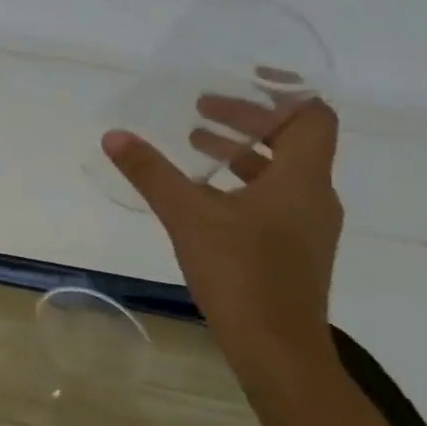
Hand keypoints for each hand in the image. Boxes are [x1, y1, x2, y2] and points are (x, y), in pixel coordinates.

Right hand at [102, 98, 344, 390]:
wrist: (277, 349)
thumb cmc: (241, 273)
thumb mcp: (187, 216)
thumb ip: (151, 172)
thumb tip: (114, 135)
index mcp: (301, 180)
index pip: (312, 118)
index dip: (285, 92)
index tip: (245, 76)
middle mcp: (312, 197)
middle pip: (292, 141)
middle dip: (247, 120)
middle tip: (201, 109)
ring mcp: (304, 227)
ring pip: (279, 172)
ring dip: (240, 151)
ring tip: (194, 144)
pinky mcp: (289, 249)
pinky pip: (270, 198)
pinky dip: (239, 182)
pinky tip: (201, 193)